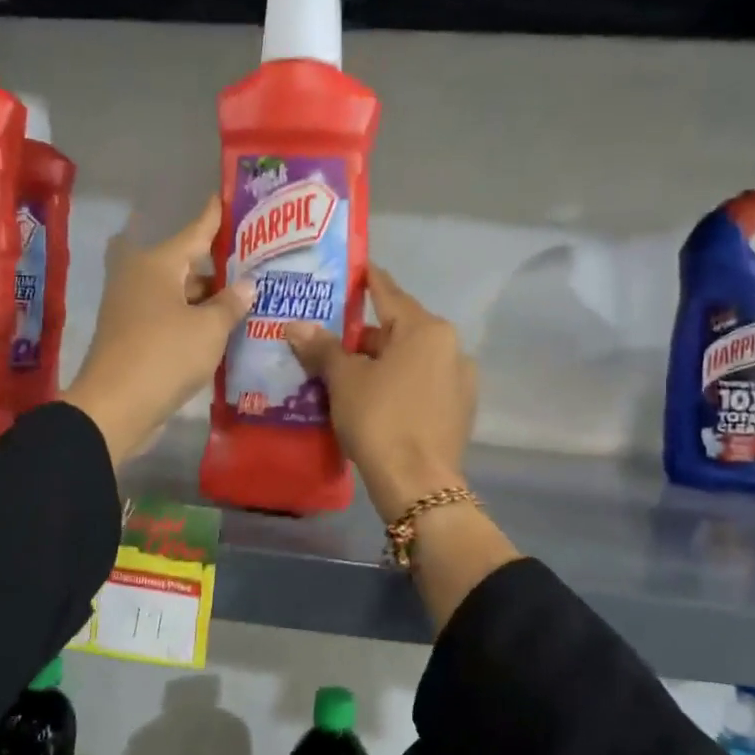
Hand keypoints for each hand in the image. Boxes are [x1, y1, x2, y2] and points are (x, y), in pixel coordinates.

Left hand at [61, 196, 253, 466]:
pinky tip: (223, 328)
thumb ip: (231, 303)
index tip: (231, 196)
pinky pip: (172, 317)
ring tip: (250, 299)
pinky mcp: (134, 334)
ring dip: (210, 298)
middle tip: (259, 263)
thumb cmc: (165, 355)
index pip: (197, 230)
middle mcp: (142, 277)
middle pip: (189, 263)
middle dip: (221, 267)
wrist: (115, 407)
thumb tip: (246, 285)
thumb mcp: (209, 328)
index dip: (216, 216)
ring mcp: (134, 306)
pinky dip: (195, 319)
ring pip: (181, 293)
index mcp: (159, 263)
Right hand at [285, 266, 475, 522]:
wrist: (418, 484)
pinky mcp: (459, 410)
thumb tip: (295, 325)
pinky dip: (399, 384)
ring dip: (382, 361)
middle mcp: (451, 347)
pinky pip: (422, 384)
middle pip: (401, 329)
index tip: (354, 269)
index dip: (367, 280)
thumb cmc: (380, 419)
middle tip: (331, 337)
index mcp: (426, 330)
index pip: (389, 293)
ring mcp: (460, 380)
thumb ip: (322, 348)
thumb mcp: (345, 380)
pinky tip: (376, 399)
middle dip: (366, 333)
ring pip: (412, 359)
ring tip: (347, 372)